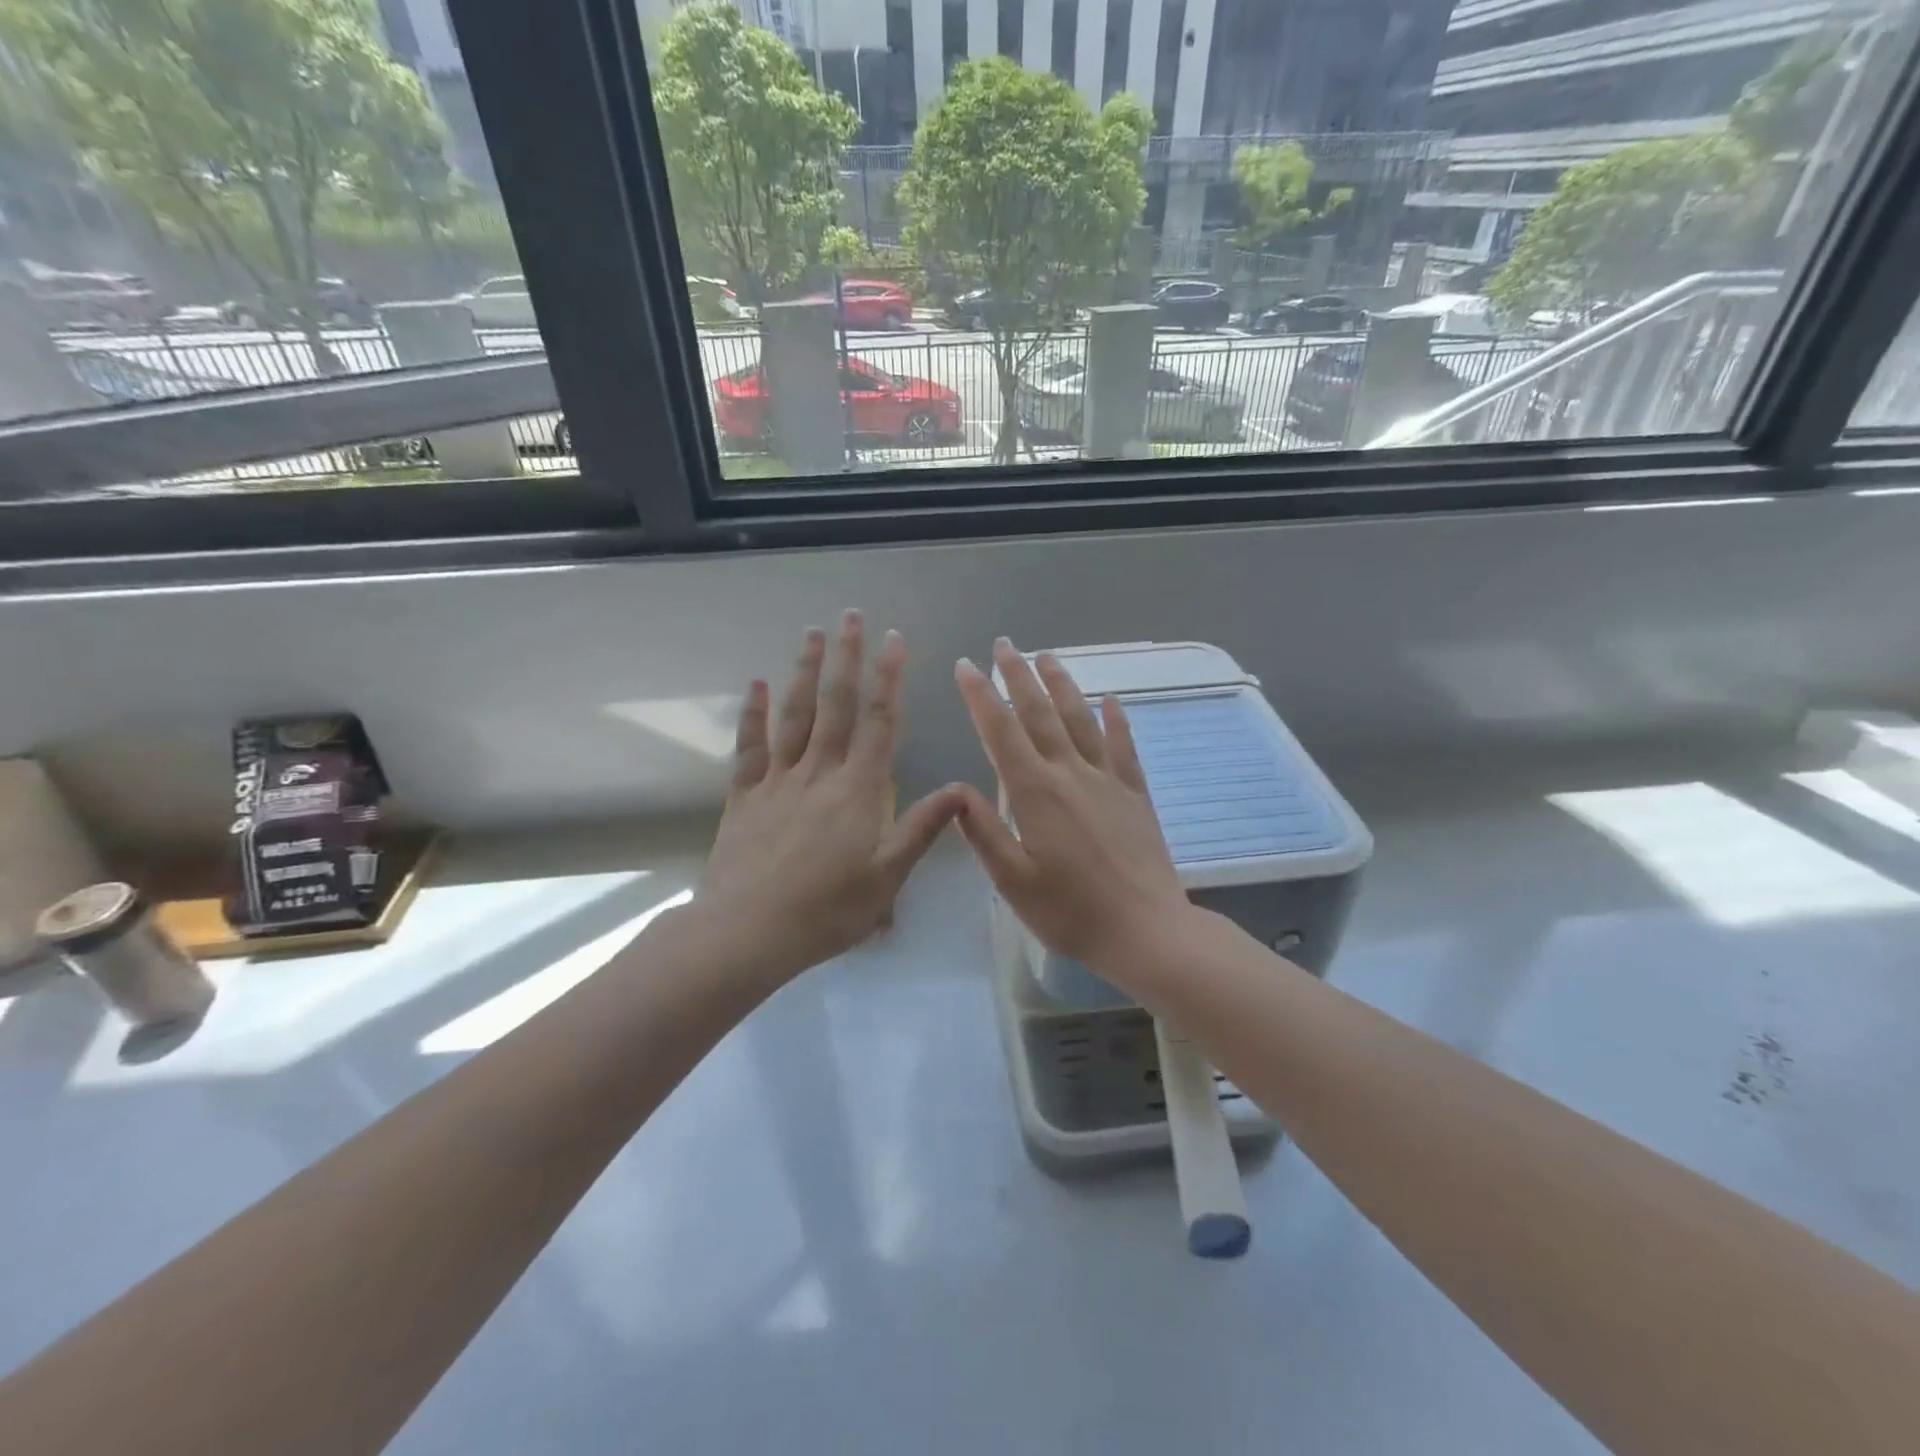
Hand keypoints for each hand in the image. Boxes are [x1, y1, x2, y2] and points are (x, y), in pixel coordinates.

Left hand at [699, 612, 964, 979]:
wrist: (749, 931)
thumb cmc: (827, 909)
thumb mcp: (887, 876)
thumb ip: (922, 829)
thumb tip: (961, 789)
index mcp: (857, 790)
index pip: (879, 722)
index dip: (890, 679)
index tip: (895, 640)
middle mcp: (819, 772)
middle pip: (835, 705)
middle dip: (847, 658)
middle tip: (852, 616)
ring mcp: (777, 780)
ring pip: (794, 715)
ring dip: (805, 671)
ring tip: (813, 633)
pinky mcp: (745, 796)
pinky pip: (750, 746)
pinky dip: (754, 713)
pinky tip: (757, 684)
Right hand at [952, 638, 1194, 981]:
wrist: (1146, 930)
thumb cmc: (1071, 912)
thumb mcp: (1013, 881)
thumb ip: (983, 832)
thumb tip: (956, 789)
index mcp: (1036, 793)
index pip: (1001, 732)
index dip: (980, 696)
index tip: (966, 666)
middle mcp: (1071, 774)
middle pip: (1041, 713)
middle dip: (1018, 675)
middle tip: (1004, 644)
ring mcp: (1108, 780)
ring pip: (1081, 719)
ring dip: (1062, 684)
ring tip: (1047, 656)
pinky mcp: (1135, 794)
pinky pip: (1124, 746)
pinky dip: (1117, 719)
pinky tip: (1112, 699)